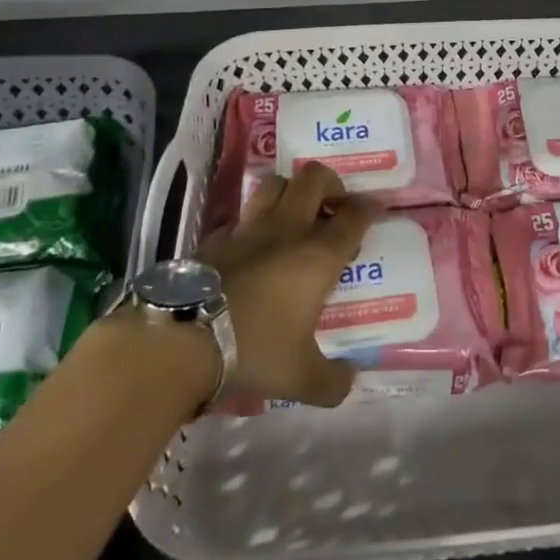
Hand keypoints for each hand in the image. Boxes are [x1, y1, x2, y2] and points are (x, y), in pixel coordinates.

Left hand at [195, 163, 379, 407]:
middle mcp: (287, 230)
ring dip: (291, 191)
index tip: (375, 210)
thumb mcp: (301, 378)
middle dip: (331, 184)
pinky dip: (253, 222)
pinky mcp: (215, 238)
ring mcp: (248, 229)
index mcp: (318, 255)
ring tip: (295, 214)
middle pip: (313, 179)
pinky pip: (241, 216)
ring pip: (275, 184)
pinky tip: (253, 244)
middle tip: (334, 207)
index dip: (369, 208)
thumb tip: (351, 379)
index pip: (353, 216)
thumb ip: (333, 381)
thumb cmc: (254, 350)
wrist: (183, 340)